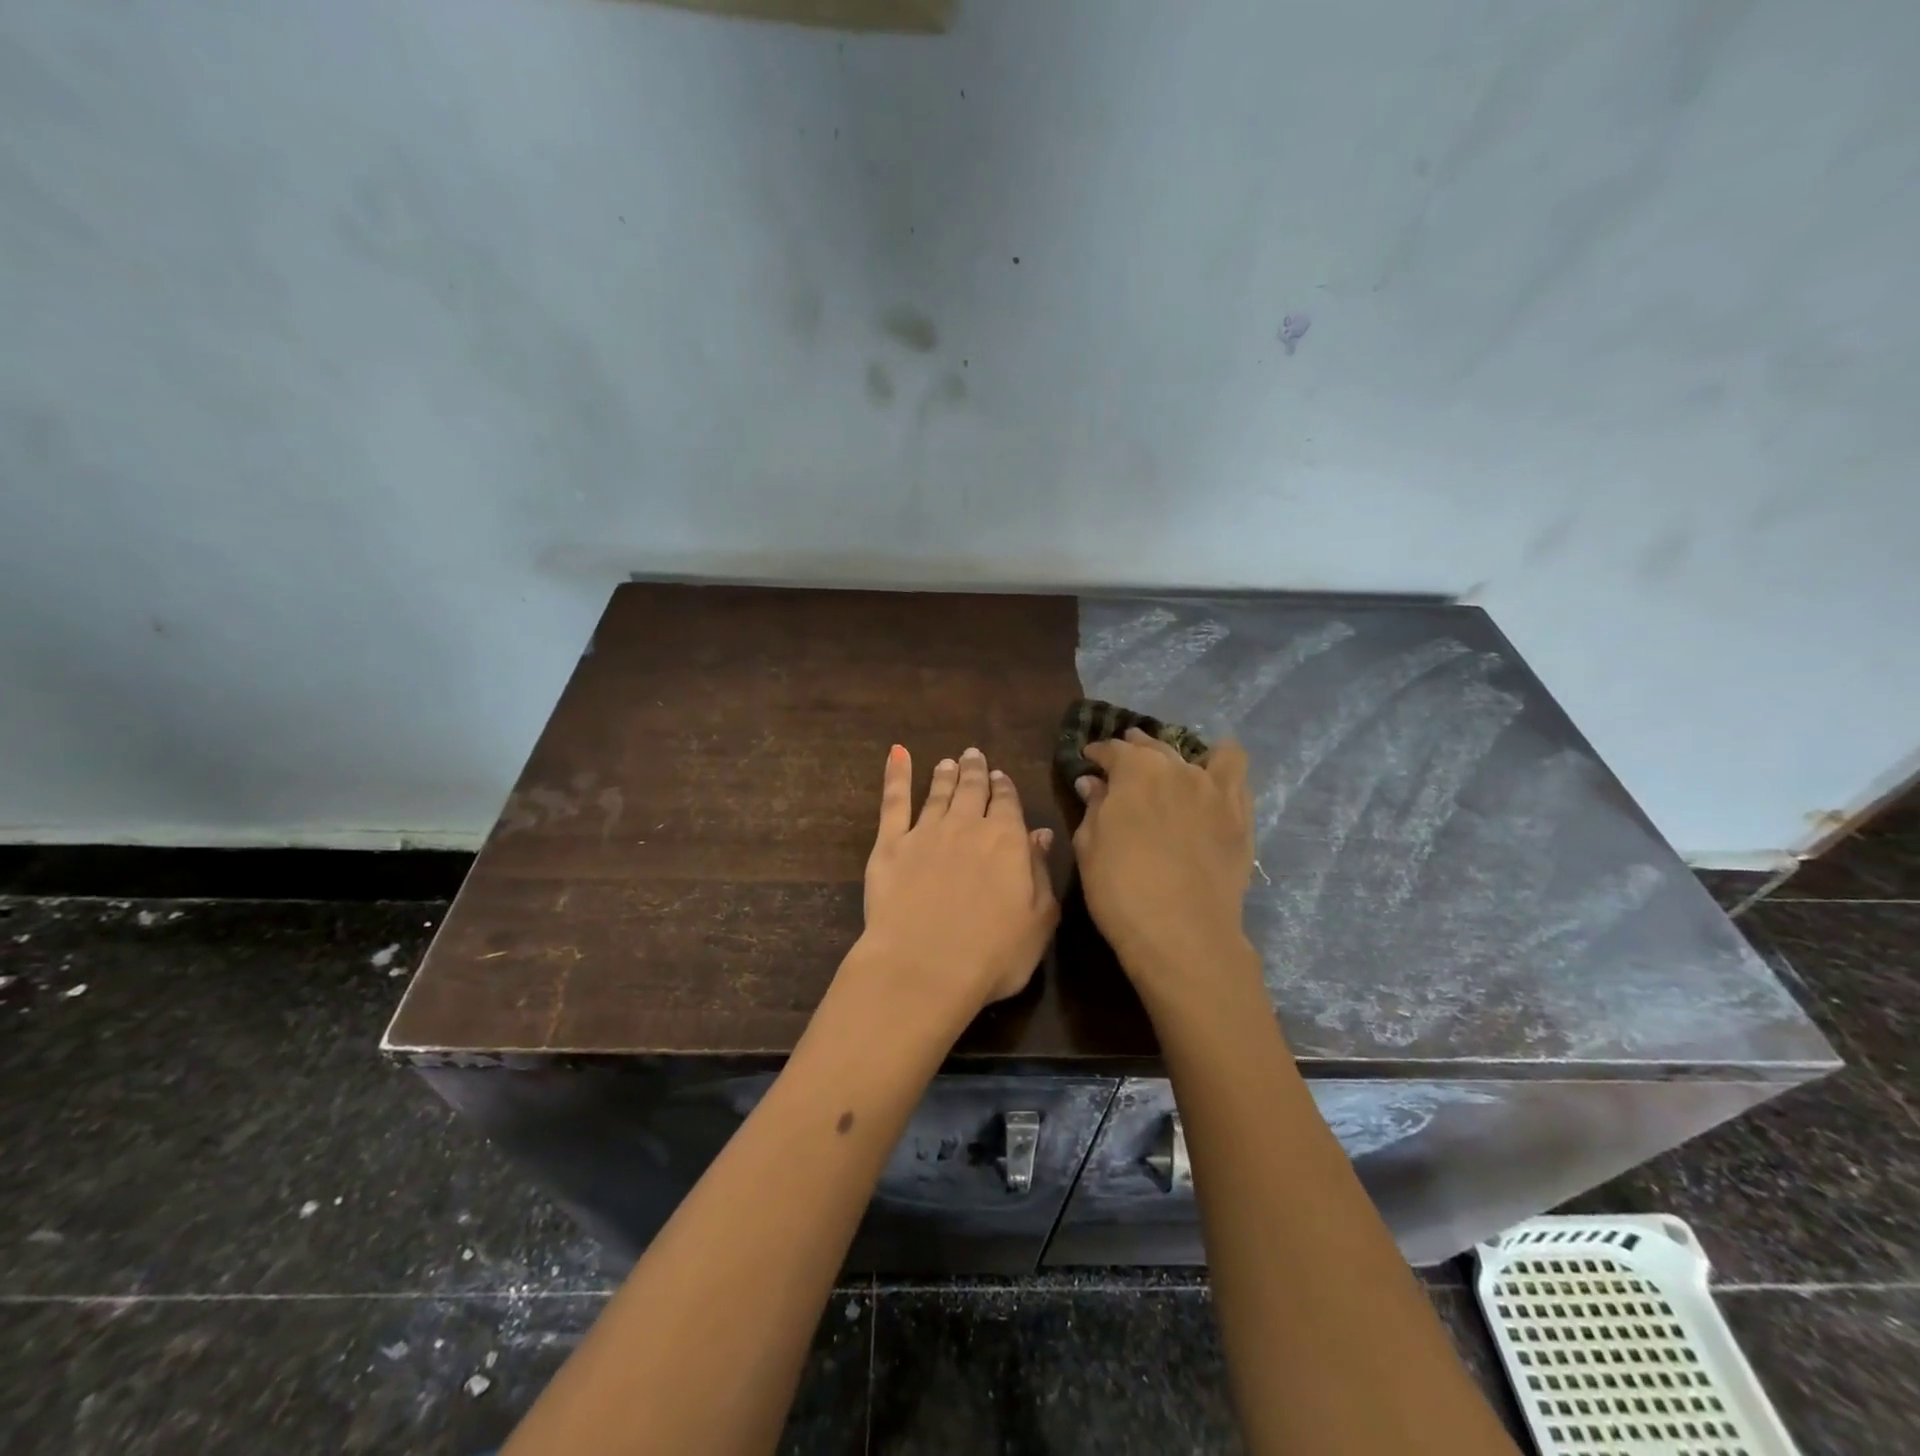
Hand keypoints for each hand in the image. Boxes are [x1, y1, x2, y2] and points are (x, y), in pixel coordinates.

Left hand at [857, 745, 1058, 1027]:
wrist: (924, 967)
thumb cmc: (992, 954)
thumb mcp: (1038, 920)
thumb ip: (1040, 872)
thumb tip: (1041, 834)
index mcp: (1007, 841)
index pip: (1007, 803)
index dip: (1004, 788)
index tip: (1001, 777)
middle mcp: (967, 826)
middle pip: (972, 790)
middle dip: (975, 771)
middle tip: (974, 756)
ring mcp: (926, 832)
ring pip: (938, 793)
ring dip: (945, 775)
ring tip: (948, 762)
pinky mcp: (890, 845)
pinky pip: (894, 801)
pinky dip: (896, 774)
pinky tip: (897, 754)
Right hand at [1072, 729, 1256, 1004]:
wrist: (1182, 933)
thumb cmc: (1121, 889)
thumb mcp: (1089, 846)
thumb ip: (1093, 807)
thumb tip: (1093, 782)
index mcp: (1135, 770)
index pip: (1113, 749)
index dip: (1098, 753)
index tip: (1090, 760)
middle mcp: (1177, 768)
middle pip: (1154, 747)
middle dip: (1135, 751)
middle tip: (1124, 766)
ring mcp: (1215, 789)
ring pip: (1199, 754)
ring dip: (1180, 755)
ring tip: (1172, 768)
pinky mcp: (1240, 815)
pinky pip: (1237, 774)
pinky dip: (1221, 767)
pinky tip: (1212, 779)